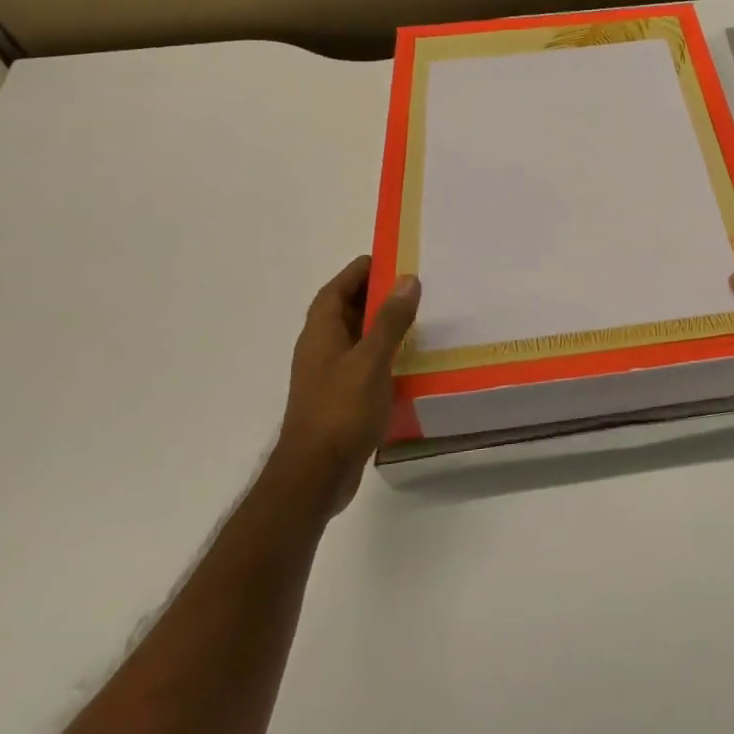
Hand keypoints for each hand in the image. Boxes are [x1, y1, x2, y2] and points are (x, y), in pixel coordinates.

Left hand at [272, 255, 421, 517]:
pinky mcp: (340, 399)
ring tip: (418, 317)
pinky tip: (409, 359)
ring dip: (381, 325)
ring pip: (356, 338)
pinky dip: (384, 353)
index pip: (336, 290)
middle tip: (413, 284)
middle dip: (375, 294)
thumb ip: (390, 320)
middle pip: (345, 310)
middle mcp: (320, 349)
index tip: (390, 257)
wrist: (315, 475)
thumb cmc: (340, 411)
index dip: (359, 271)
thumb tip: (407, 279)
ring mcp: (329, 376)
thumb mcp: (370, 361)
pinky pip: (363, 363)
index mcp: (320, 333)